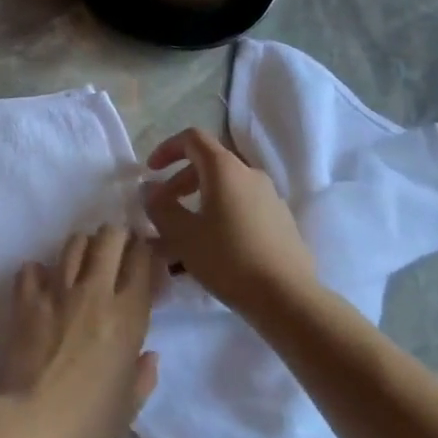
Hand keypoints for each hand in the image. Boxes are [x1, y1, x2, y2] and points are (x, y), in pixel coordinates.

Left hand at [0, 227, 162, 437]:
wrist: (31, 423)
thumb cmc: (88, 421)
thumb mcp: (129, 405)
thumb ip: (144, 375)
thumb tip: (149, 355)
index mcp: (128, 316)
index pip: (142, 261)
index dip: (146, 250)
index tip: (146, 255)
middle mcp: (94, 292)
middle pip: (109, 238)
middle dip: (117, 236)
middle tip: (117, 249)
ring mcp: (57, 291)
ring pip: (73, 243)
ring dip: (83, 246)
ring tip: (84, 260)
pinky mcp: (26, 299)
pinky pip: (32, 268)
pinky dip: (39, 272)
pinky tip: (43, 285)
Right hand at [142, 128, 316, 316]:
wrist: (288, 298)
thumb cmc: (228, 259)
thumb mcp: (181, 234)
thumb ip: (159, 206)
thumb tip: (149, 189)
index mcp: (225, 169)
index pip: (192, 138)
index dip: (167, 149)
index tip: (150, 172)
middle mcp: (250, 174)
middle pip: (208, 164)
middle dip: (179, 182)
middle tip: (162, 209)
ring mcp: (270, 197)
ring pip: (225, 189)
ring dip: (198, 202)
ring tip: (182, 235)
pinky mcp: (280, 221)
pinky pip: (242, 207)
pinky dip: (220, 215)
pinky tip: (212, 249)